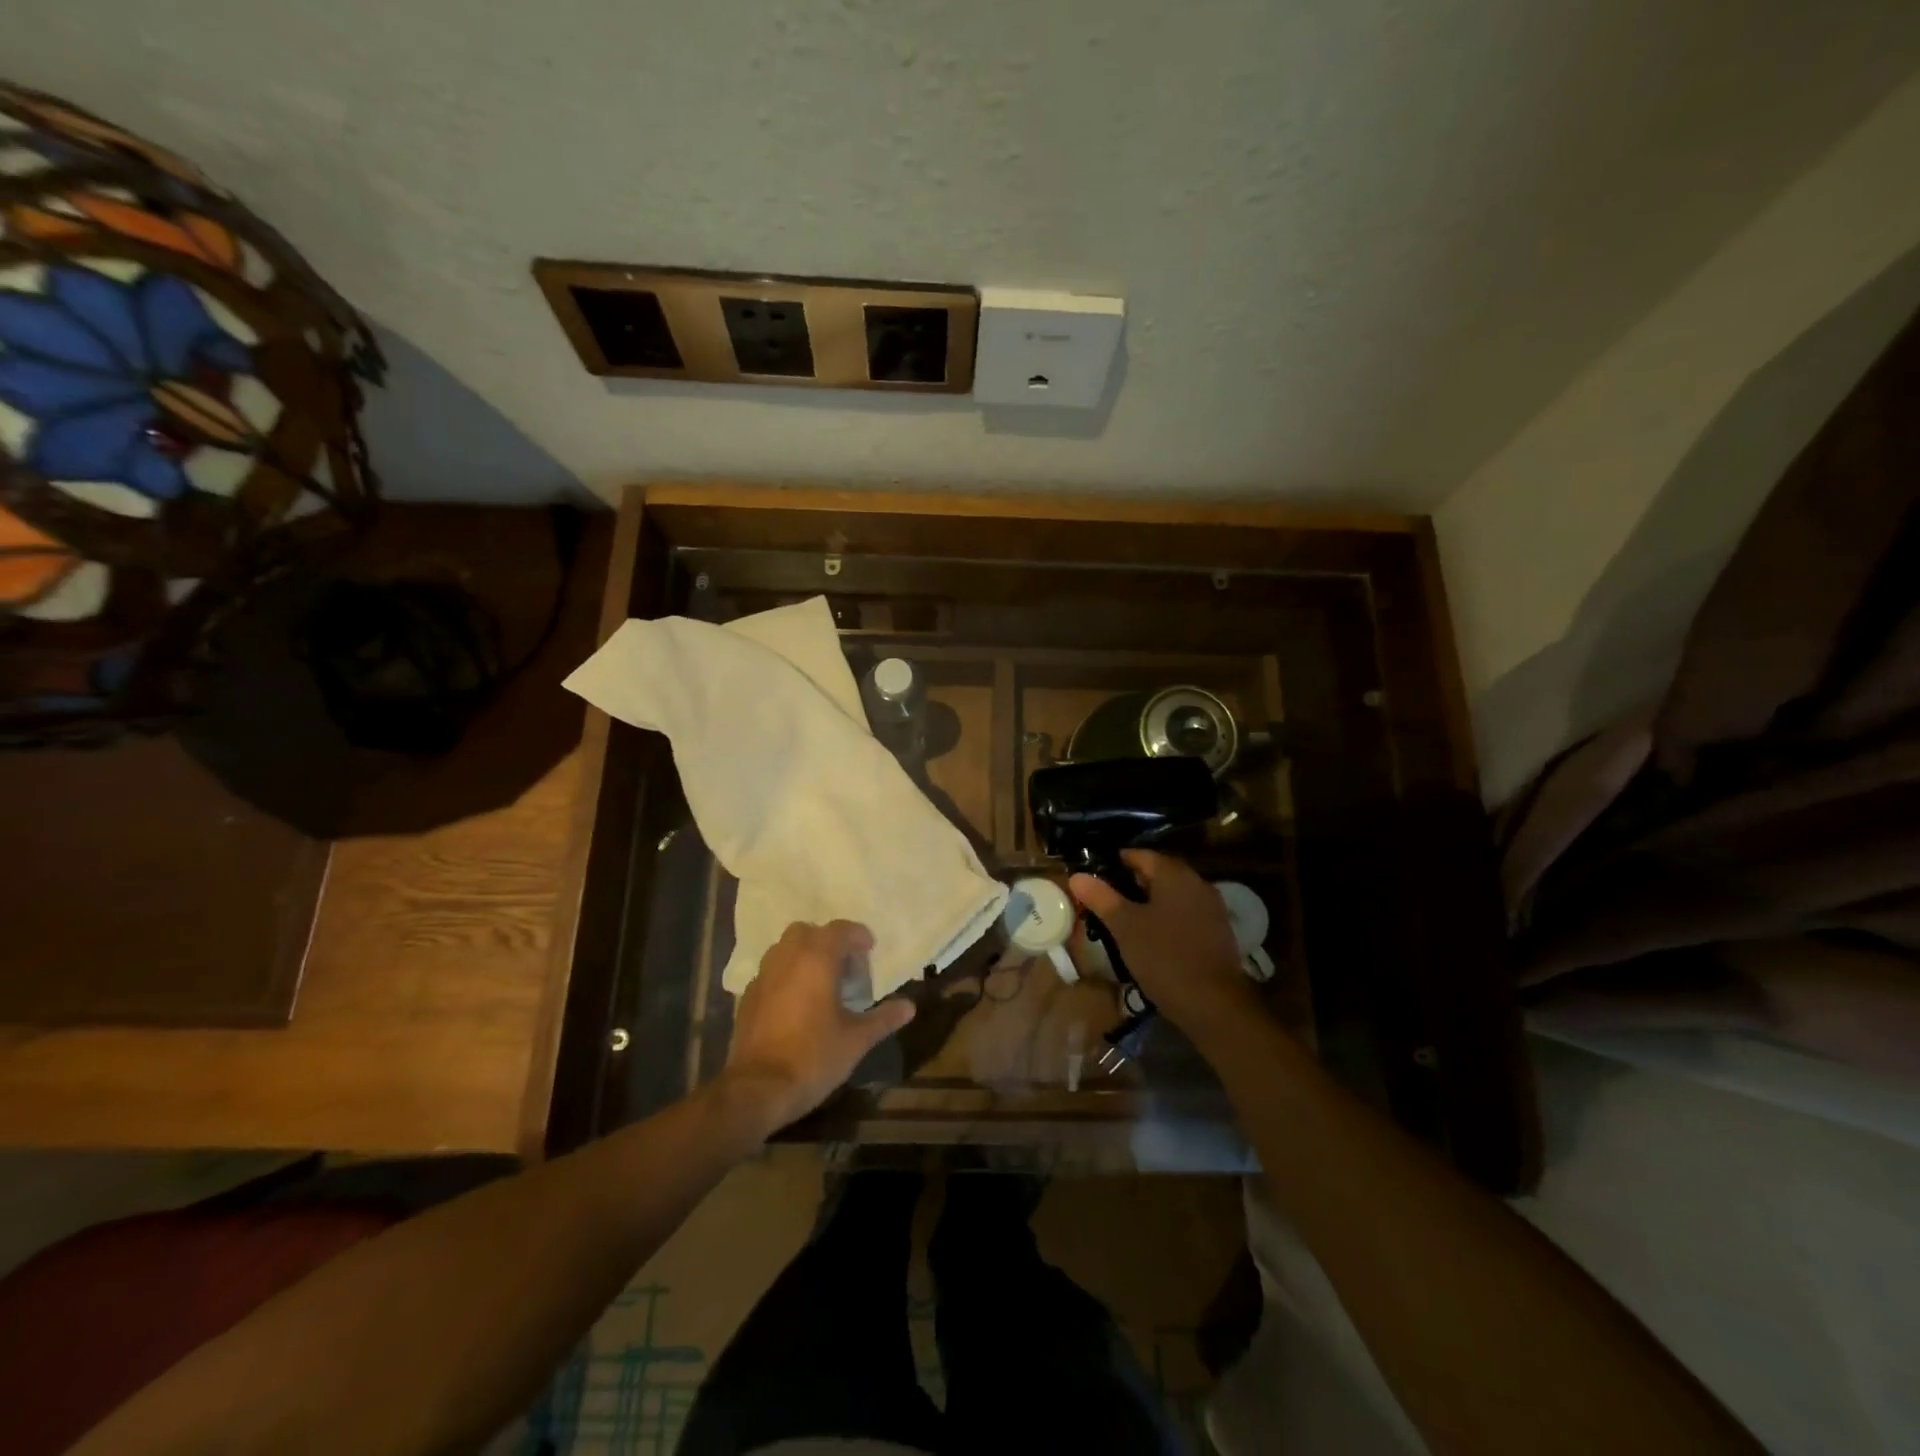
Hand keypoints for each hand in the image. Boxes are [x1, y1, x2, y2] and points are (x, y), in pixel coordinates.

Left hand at [721, 920, 916, 1135]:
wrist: (758, 1089)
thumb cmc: (814, 1057)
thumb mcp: (856, 1040)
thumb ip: (883, 1018)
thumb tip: (909, 1006)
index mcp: (817, 959)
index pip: (840, 930)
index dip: (858, 935)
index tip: (870, 950)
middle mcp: (787, 958)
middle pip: (808, 931)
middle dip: (827, 941)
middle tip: (844, 965)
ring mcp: (763, 976)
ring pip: (784, 948)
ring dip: (804, 955)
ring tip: (820, 981)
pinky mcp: (747, 997)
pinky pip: (770, 972)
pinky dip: (785, 976)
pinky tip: (795, 1003)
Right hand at [1070, 850, 1262, 1048]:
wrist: (1214, 1003)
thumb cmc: (1164, 956)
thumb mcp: (1125, 926)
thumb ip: (1101, 898)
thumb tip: (1077, 876)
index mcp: (1174, 875)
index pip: (1141, 855)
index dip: (1116, 862)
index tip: (1095, 876)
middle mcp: (1197, 883)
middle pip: (1159, 873)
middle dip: (1132, 883)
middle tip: (1106, 899)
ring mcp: (1211, 908)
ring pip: (1173, 895)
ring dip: (1150, 902)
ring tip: (1125, 919)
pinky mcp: (1217, 932)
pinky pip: (1185, 913)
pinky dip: (1167, 918)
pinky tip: (1152, 937)